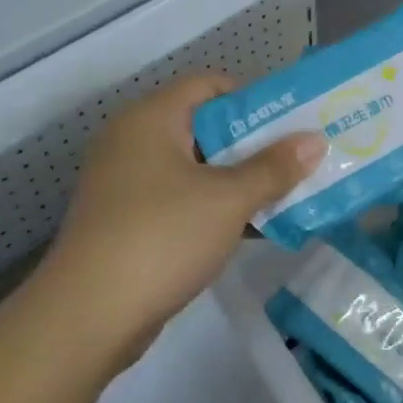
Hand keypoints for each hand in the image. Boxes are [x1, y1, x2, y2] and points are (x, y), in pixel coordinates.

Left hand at [33, 75, 325, 361]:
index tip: (291, 121)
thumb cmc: (162, 237)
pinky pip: (182, 199)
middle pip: (206, 127)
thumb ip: (274, 168)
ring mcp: (128, 184)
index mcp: (152, 119)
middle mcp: (134, 142)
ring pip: (197, 168)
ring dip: (240, 179)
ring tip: (288, 192)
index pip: (209, 85)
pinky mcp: (129, 221)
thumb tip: (315, 140)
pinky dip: (217, 207)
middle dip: (255, 144)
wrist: (87, 318)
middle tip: (299, 157)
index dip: (253, 98)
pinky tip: (256, 227)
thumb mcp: (228, 199)